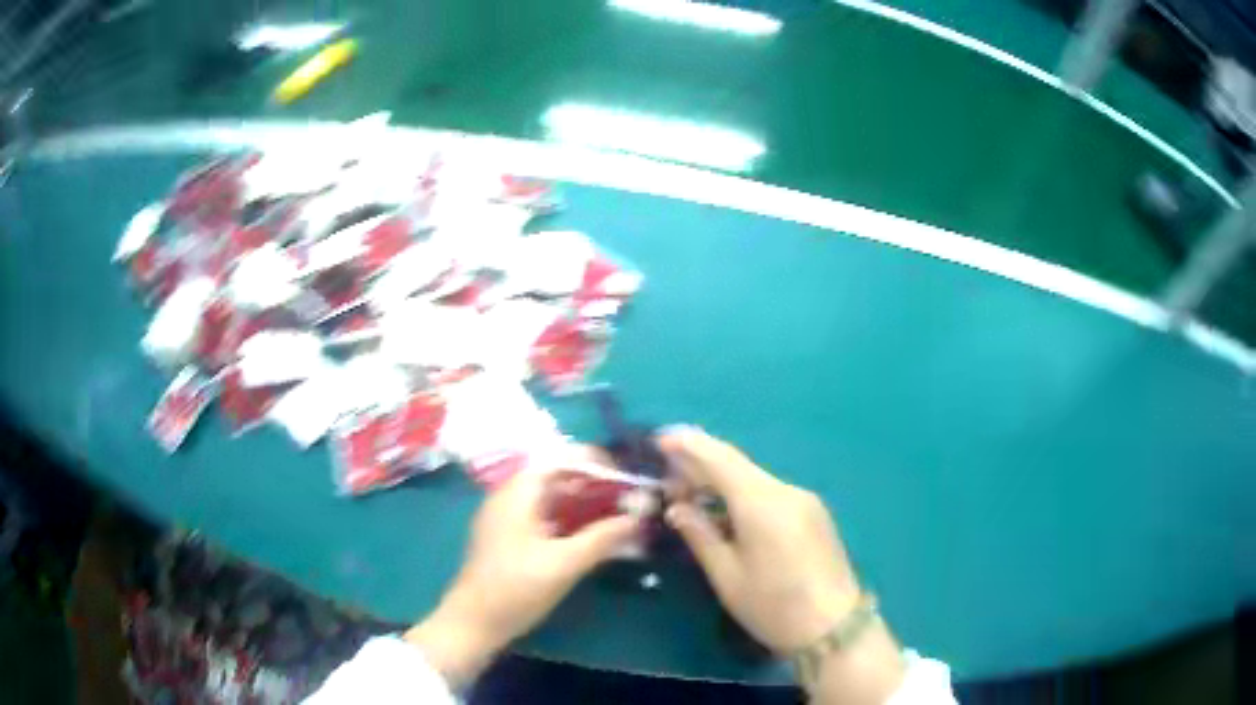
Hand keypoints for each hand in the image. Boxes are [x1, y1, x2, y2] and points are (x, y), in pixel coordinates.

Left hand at [405, 457, 639, 686]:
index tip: (628, 476)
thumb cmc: (516, 589)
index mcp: (518, 492)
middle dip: (595, 485)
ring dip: (584, 504)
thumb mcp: (563, 564)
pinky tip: (592, 536)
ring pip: (552, 498)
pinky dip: (570, 520)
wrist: (473, 622)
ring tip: (618, 516)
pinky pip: (544, 516)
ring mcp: (507, 517)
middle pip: (557, 477)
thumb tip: (638, 517)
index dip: (596, 462)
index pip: (561, 458)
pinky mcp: (509, 537)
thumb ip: (602, 538)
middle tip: (630, 500)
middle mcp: (510, 496)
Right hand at [659, 427, 903, 703]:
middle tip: (668, 479)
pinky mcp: (813, 513)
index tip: (660, 439)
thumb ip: (700, 535)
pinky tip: (726, 511)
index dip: (689, 445)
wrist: (834, 627)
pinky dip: (742, 493)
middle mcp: (786, 491)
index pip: (720, 459)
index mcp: (762, 503)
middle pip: (738, 465)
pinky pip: (770, 492)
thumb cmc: (773, 607)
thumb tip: (677, 508)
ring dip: (721, 480)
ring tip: (691, 495)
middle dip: (701, 464)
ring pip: (754, 478)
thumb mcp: (727, 576)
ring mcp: (804, 500)